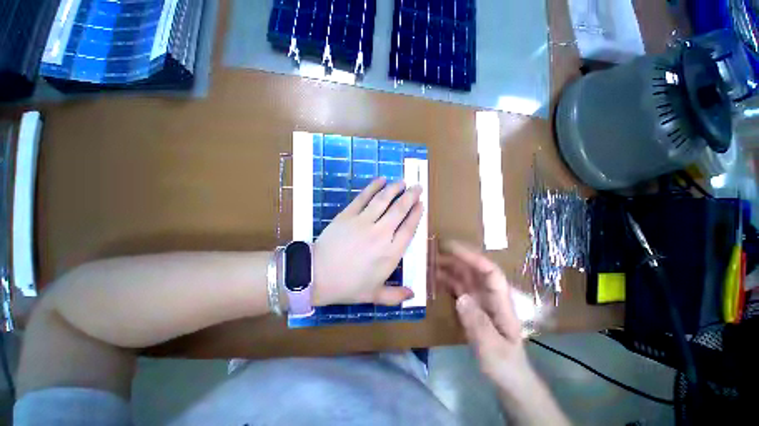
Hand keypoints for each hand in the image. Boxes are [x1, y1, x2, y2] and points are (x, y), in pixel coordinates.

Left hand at [313, 177, 423, 305]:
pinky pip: (363, 197)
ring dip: (394, 188)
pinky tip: (381, 180)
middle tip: (417, 187)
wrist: (317, 275)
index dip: (416, 214)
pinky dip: (373, 187)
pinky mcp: (348, 214)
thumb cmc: (348, 286)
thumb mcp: (374, 295)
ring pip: (383, 200)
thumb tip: (413, 295)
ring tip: (402, 181)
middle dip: (411, 196)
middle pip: (400, 210)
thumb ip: (395, 296)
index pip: (409, 228)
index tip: (421, 204)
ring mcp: (364, 221)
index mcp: (391, 253)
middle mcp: (381, 233)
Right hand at [437, 242, 569, 425]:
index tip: (451, 248)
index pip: (489, 272)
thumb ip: (479, 324)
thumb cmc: (505, 364)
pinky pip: (457, 287)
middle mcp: (489, 295)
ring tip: (429, 261)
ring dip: (448, 267)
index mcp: (501, 302)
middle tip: (433, 249)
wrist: (508, 377)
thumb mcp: (493, 349)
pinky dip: (446, 280)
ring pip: (463, 276)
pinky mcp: (471, 305)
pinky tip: (433, 278)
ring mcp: (479, 299)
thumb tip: (461, 298)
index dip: (472, 257)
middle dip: (456, 257)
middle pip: (474, 269)